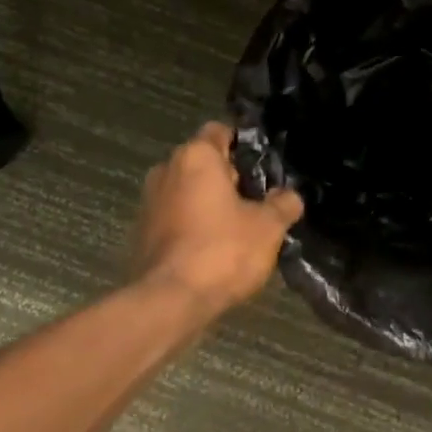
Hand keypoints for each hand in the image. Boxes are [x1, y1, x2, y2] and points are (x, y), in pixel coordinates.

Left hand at [133, 123, 304, 316]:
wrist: (170, 300)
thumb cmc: (222, 251)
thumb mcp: (268, 227)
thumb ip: (283, 204)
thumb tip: (290, 196)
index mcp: (195, 157)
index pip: (220, 131)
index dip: (244, 145)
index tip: (263, 167)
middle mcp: (166, 170)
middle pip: (203, 163)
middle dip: (229, 178)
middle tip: (258, 201)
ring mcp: (149, 201)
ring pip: (188, 191)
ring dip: (209, 204)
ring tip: (238, 229)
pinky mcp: (141, 232)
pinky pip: (175, 217)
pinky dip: (193, 226)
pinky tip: (213, 249)